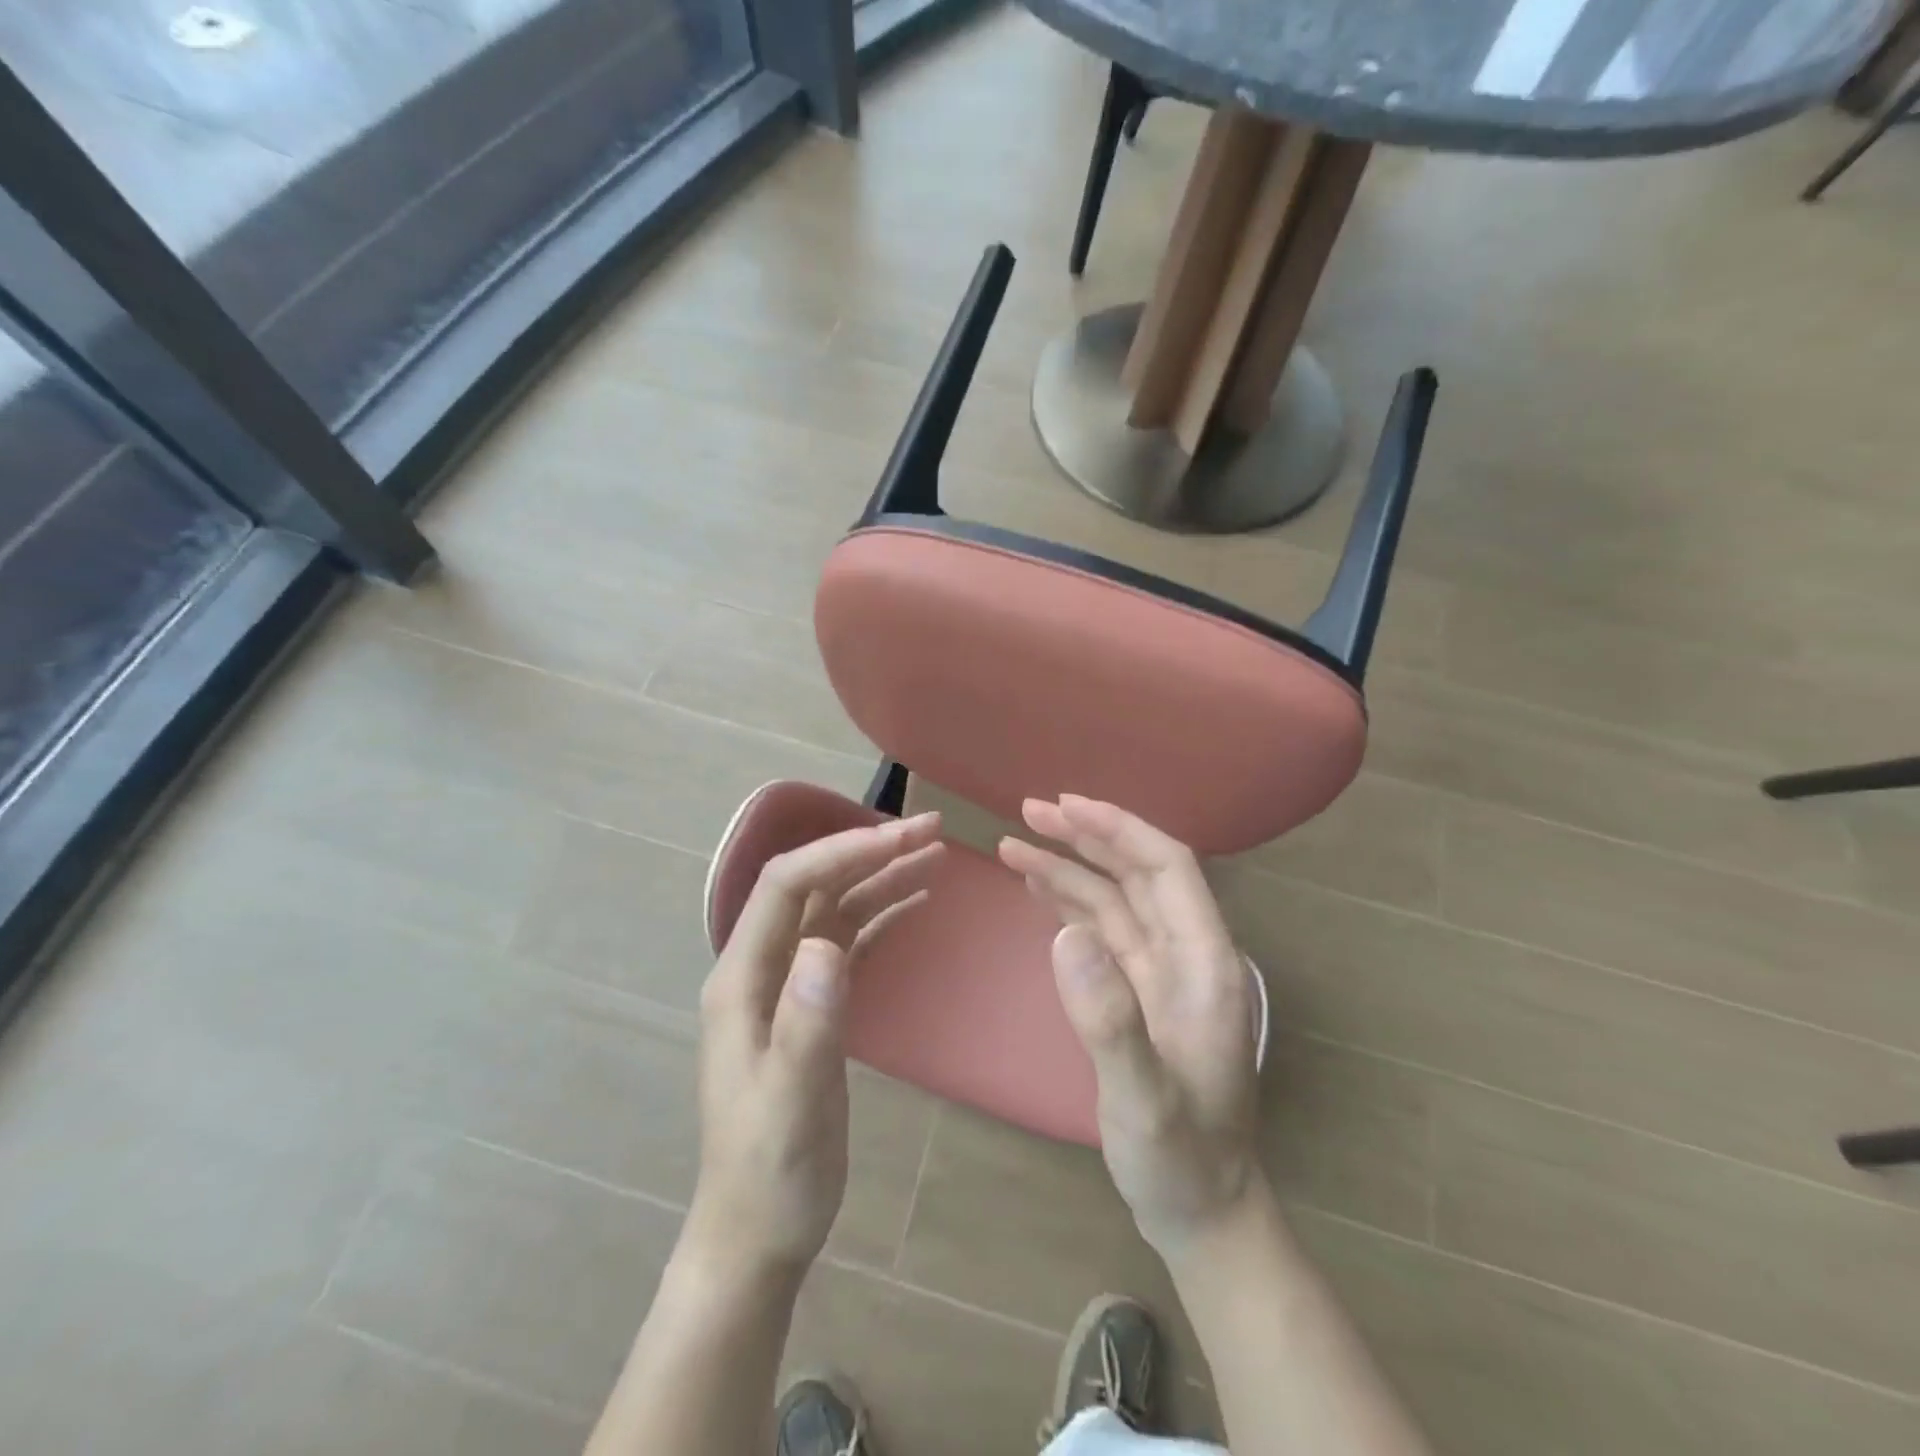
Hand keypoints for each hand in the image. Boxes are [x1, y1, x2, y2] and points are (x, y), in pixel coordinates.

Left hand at [683, 812, 943, 1284]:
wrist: (758, 1235)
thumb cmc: (770, 1175)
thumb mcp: (789, 1105)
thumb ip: (805, 1025)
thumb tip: (828, 946)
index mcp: (742, 978)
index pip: (787, 885)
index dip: (841, 852)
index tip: (901, 839)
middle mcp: (762, 968)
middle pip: (814, 886)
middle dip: (869, 852)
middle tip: (933, 832)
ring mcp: (788, 985)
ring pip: (835, 908)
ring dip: (881, 878)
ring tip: (935, 855)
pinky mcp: (813, 1004)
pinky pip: (849, 941)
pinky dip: (882, 914)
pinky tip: (917, 903)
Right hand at [999, 796, 1262, 1260]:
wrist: (1198, 1209)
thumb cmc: (1180, 1158)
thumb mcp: (1143, 1100)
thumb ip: (1109, 1019)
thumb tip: (1064, 933)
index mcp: (1206, 964)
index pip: (1169, 869)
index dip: (1120, 830)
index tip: (1067, 807)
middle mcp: (1187, 955)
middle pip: (1138, 873)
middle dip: (1086, 837)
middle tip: (1028, 812)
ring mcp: (1161, 973)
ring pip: (1115, 899)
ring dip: (1069, 867)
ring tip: (1013, 843)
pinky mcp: (1137, 992)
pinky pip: (1102, 931)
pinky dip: (1069, 903)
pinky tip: (1037, 888)